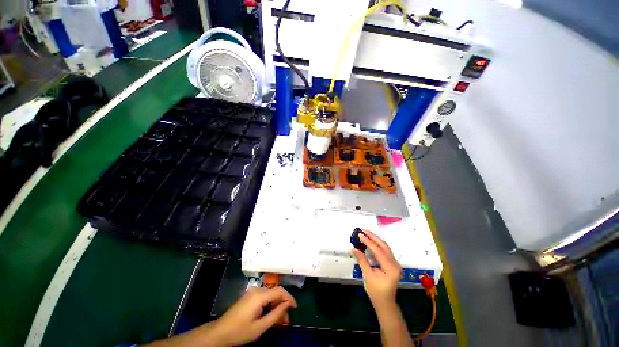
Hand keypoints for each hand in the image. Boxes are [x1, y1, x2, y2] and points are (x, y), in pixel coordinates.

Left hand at [205, 286, 296, 345]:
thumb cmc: (240, 331)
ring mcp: (252, 292)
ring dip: (277, 305)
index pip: (279, 291)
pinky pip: (264, 297)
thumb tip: (287, 305)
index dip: (289, 297)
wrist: (220, 332)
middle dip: (283, 303)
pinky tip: (271, 315)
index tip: (295, 307)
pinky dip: (270, 304)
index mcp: (259, 295)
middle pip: (275, 292)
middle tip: (287, 318)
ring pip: (270, 295)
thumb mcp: (260, 327)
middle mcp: (257, 290)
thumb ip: (276, 314)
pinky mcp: (249, 296)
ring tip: (281, 319)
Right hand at [352, 231, 401, 308]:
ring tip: (365, 233)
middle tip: (363, 230)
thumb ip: (362, 260)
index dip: (368, 241)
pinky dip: (377, 245)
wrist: (385, 303)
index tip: (360, 234)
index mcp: (391, 268)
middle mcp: (395, 264)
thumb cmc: (376, 292)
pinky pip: (385, 250)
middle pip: (384, 246)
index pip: (378, 251)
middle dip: (373, 236)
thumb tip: (353, 248)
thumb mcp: (368, 276)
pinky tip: (370, 241)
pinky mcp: (392, 263)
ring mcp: (395, 263)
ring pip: (385, 247)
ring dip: (375, 239)